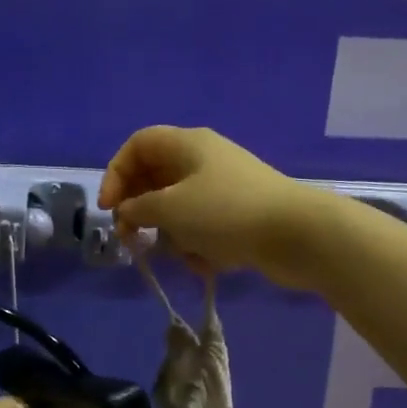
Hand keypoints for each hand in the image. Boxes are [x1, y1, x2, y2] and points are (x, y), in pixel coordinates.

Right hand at [97, 126, 324, 288]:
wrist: (297, 235)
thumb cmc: (227, 213)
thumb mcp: (171, 209)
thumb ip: (138, 209)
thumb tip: (126, 213)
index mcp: (187, 145)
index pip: (138, 146)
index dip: (116, 173)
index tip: (109, 209)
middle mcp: (203, 161)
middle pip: (155, 179)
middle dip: (141, 211)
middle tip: (131, 238)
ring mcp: (223, 189)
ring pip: (177, 209)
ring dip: (172, 234)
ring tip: (182, 253)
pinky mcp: (238, 216)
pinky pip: (202, 228)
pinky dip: (198, 245)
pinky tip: (207, 262)